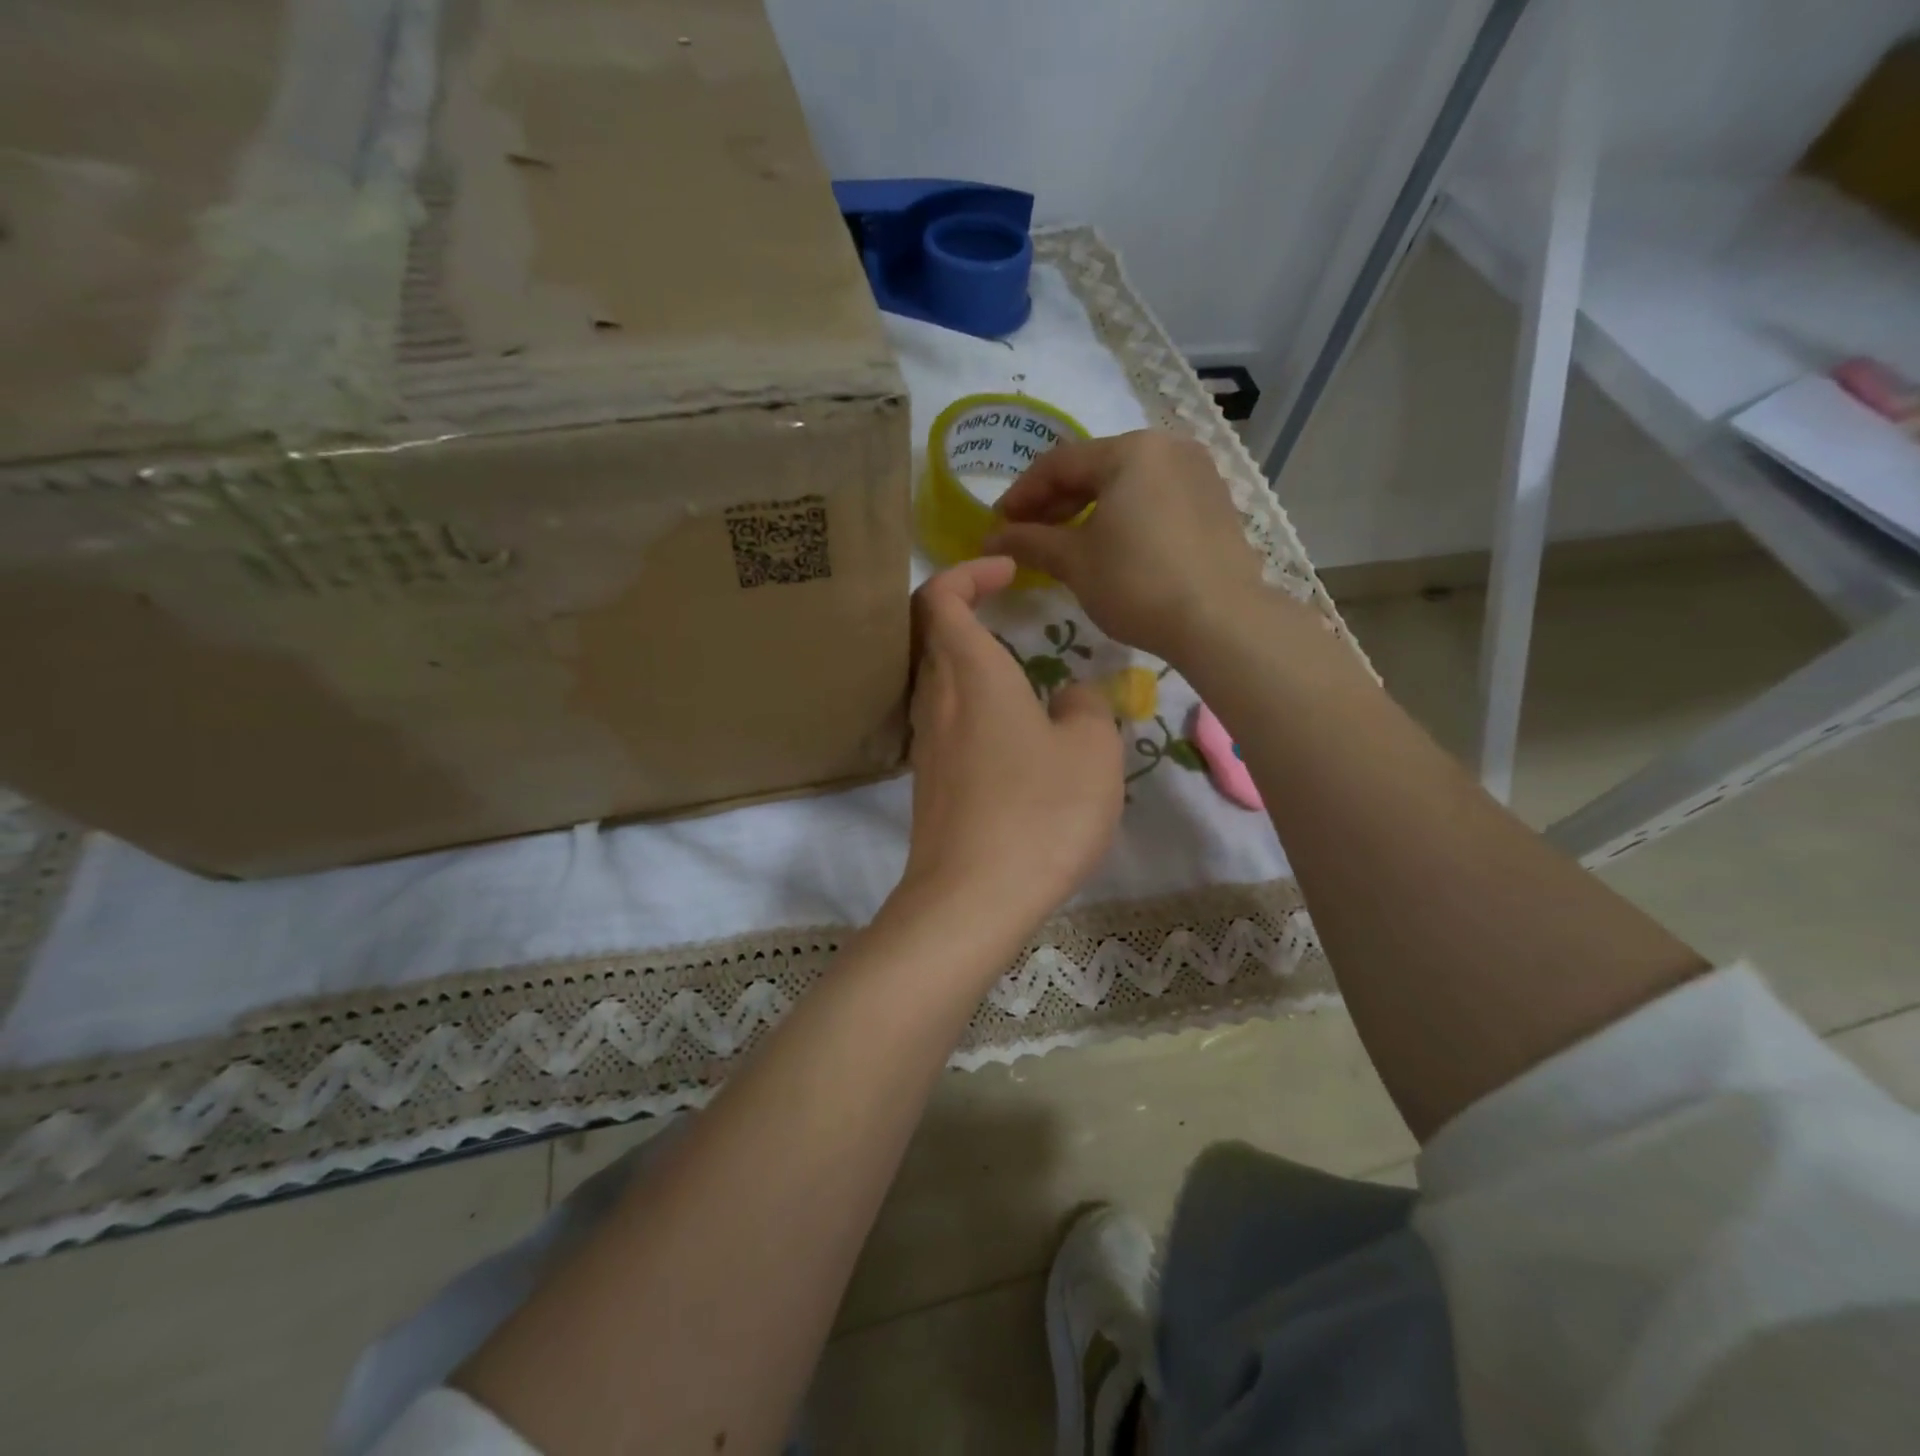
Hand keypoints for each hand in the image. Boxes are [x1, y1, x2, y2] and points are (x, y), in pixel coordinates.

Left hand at [899, 558, 1123, 936]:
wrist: (972, 898)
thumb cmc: (1039, 812)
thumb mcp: (1092, 752)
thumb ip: (1088, 708)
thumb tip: (1072, 698)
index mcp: (971, 673)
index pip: (940, 597)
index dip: (968, 572)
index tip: (1008, 570)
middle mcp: (936, 699)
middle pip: (931, 634)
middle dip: (966, 611)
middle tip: (1011, 613)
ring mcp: (925, 743)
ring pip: (936, 679)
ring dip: (969, 662)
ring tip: (1019, 676)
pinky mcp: (928, 781)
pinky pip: (943, 721)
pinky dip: (969, 706)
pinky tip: (1009, 737)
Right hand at [986, 430, 1275, 661]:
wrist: (1220, 621)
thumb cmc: (1138, 584)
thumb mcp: (1075, 562)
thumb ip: (1030, 542)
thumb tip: (990, 538)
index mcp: (1130, 450)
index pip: (1059, 463)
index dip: (1021, 493)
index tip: (998, 524)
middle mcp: (1168, 447)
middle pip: (1095, 468)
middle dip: (1055, 501)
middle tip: (1026, 534)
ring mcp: (1198, 472)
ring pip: (1127, 483)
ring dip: (1089, 509)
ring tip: (1064, 543)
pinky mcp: (1215, 502)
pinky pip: (1155, 498)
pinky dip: (1124, 515)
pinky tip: (1110, 545)